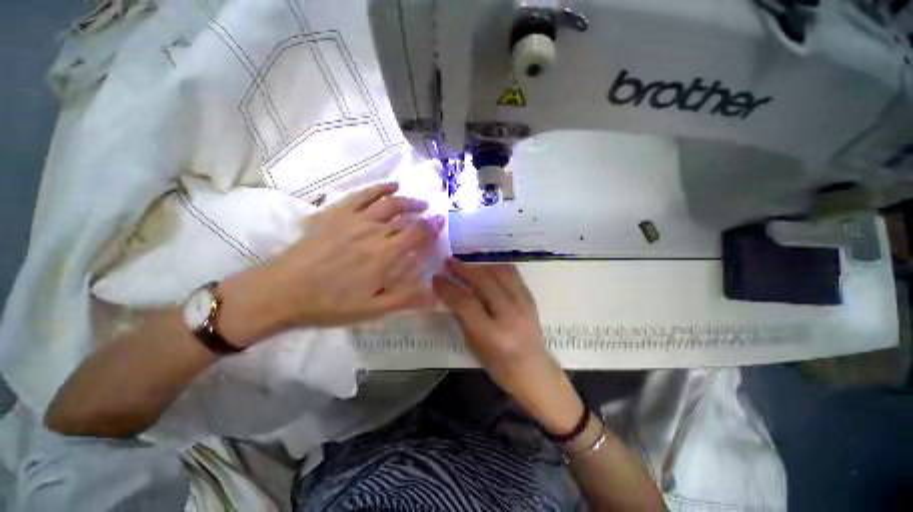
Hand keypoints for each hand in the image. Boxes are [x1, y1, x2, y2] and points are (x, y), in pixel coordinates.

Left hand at [219, 183, 443, 344]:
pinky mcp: (337, 213)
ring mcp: (355, 219)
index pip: (416, 234)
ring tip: (419, 202)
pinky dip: (380, 187)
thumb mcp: (372, 310)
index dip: (431, 228)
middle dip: (423, 216)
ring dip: (408, 200)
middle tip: (432, 216)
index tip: (441, 223)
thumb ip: (405, 300)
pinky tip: (391, 185)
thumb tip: (434, 297)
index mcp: (385, 255)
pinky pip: (363, 194)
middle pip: (405, 219)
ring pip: (389, 203)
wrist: (283, 290)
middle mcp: (375, 232)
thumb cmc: (330, 303)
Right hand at [432, 259, 584, 433]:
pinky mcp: (531, 298)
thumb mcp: (474, 346)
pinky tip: (486, 270)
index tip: (436, 278)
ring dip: (480, 265)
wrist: (534, 370)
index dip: (448, 288)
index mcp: (493, 335)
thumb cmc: (499, 365)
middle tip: (449, 262)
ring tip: (467, 266)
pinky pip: (512, 274)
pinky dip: (495, 268)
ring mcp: (524, 304)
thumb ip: (463, 317)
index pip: (466, 303)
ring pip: (500, 272)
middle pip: (484, 281)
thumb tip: (451, 292)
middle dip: (463, 269)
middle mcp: (510, 315)